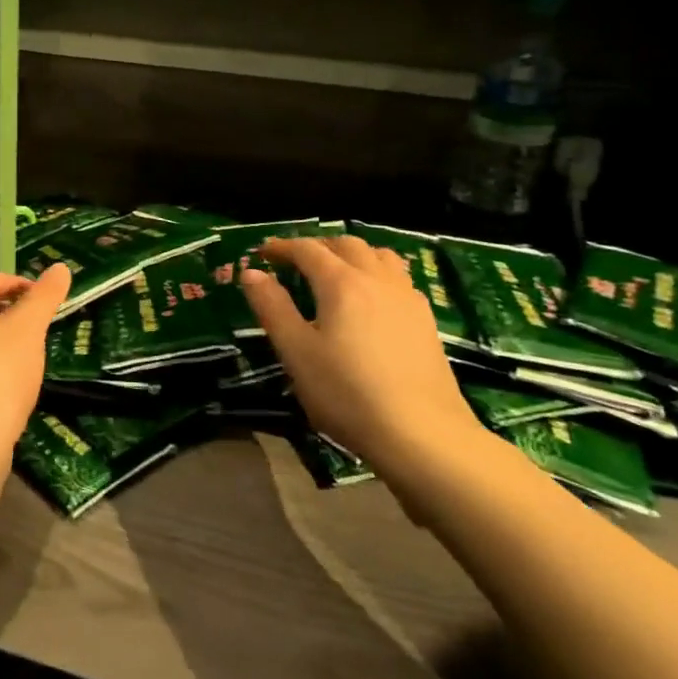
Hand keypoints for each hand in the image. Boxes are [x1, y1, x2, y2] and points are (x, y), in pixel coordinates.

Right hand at [242, 238, 488, 499]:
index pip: (307, 250)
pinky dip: (377, 273)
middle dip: (317, 246)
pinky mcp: (426, 320)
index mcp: (341, 283)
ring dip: (352, 254)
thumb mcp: (296, 352)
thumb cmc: (347, 393)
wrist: (422, 434)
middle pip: (346, 245)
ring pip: (379, 256)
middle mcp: (376, 279)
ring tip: (336, 272)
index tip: (262, 253)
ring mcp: (407, 298)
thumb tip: (251, 273)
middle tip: (295, 261)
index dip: (282, 247)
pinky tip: (372, 300)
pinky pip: (398, 278)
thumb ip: (272, 308)